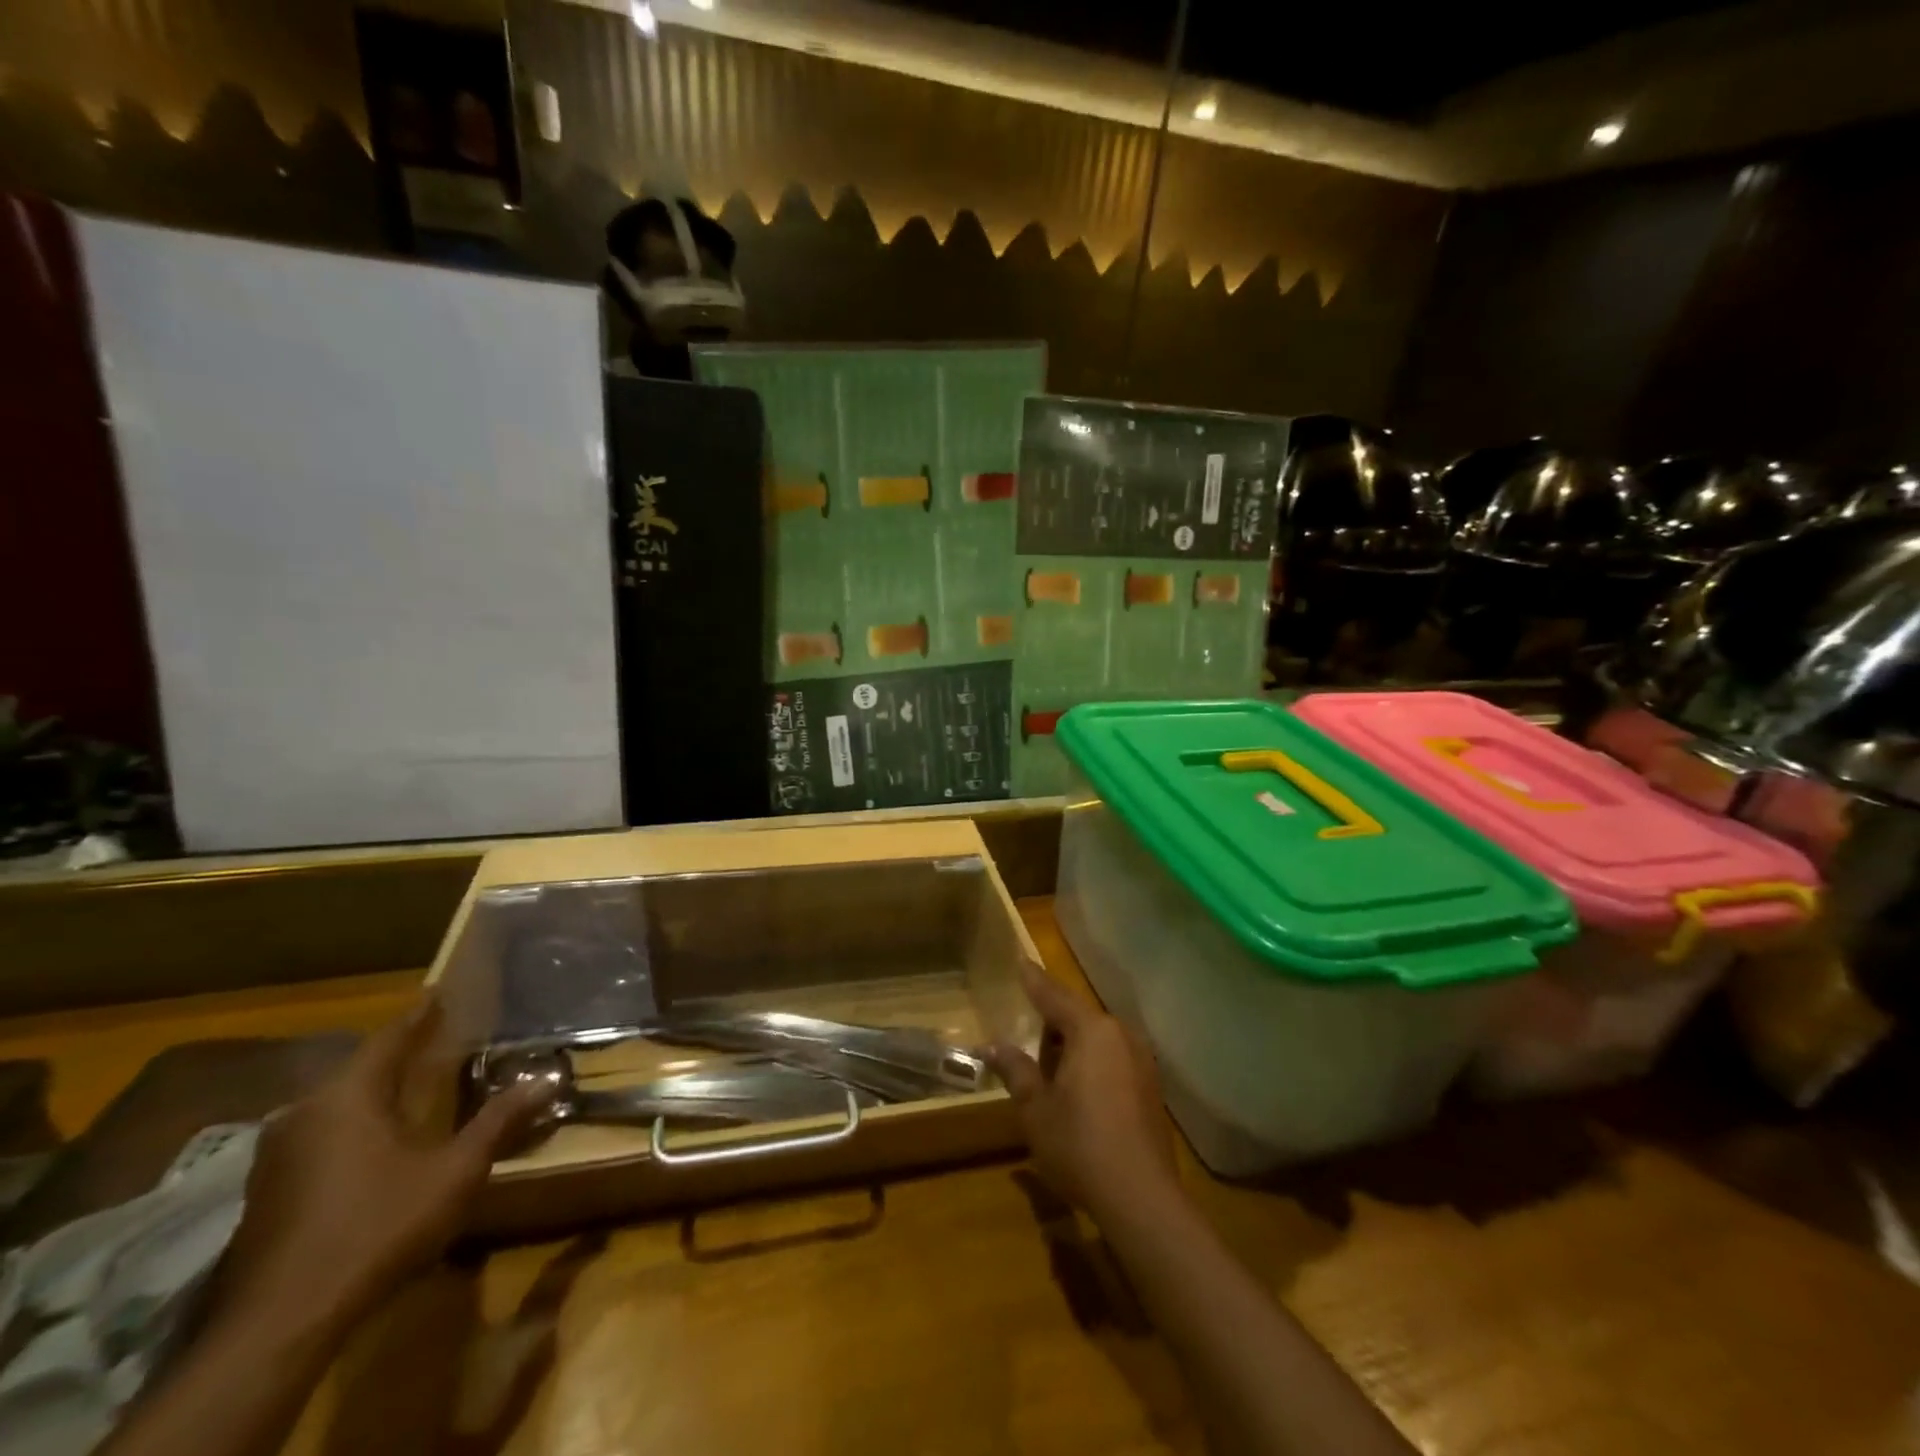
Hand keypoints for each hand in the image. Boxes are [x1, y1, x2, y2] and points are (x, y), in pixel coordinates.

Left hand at [215, 997, 545, 1335]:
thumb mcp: (454, 1172)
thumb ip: (498, 1122)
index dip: (420, 1016)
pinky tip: (377, 1140)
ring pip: (336, 1104)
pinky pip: (320, 1134)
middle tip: (438, 1039)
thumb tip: (547, 1080)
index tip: (440, 994)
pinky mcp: (267, 1191)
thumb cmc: (377, 1227)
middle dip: (399, 1053)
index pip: (390, 1037)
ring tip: (413, 1085)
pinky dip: (354, 1123)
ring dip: (374, 1091)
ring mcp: (277, 1155)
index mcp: (347, 1096)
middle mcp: (305, 1112)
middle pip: (359, 1068)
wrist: (280, 1323)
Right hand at [989, 962, 1176, 1216]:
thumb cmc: (1080, 1145)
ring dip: (1072, 1050)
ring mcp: (1141, 1060)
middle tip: (1029, 1055)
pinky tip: (1080, 1098)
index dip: (1034, 980)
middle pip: (1077, 1017)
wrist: (1142, 1198)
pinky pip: (1113, 1060)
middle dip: (1051, 1030)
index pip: (1054, 996)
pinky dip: (1092, 1066)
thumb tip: (992, 1046)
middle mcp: (1120, 1035)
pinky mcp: (1151, 1086)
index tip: (1021, 961)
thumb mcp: (1036, 1108)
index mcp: (1091, 1031)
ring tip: (1051, 1082)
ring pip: (1096, 1040)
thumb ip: (1016, 1070)